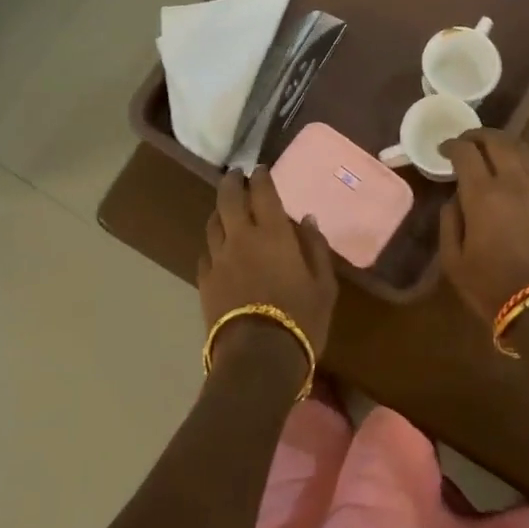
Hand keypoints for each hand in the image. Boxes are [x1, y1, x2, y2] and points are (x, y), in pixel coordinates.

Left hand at [197, 167, 336, 362]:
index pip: (263, 192)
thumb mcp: (324, 285)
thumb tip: (307, 219)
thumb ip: (316, 248)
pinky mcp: (204, 281)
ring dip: (220, 210)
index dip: (261, 177)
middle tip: (236, 175)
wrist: (257, 358)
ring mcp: (219, 259)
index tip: (260, 169)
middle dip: (232, 182)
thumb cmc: (300, 320)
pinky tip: (218, 247)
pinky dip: (213, 242)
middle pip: (229, 198)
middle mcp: (241, 237)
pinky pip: (206, 252)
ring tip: (226, 208)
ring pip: (213, 222)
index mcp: (273, 233)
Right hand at [440, 130, 528, 320]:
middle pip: (498, 141)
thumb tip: (456, 199)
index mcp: (483, 195)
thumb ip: (450, 222)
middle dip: (478, 135)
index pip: (466, 152)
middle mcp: (513, 184)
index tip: (444, 149)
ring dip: (503, 144)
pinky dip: (520, 165)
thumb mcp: (454, 261)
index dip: (452, 145)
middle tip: (466, 141)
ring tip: (490, 151)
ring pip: (522, 151)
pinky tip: (512, 178)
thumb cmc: (492, 287)